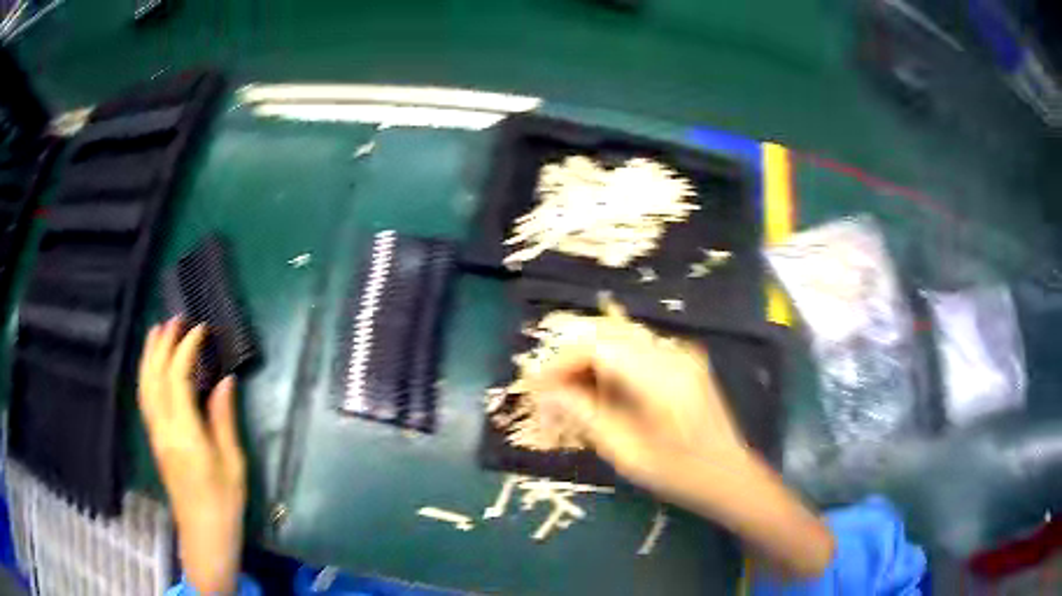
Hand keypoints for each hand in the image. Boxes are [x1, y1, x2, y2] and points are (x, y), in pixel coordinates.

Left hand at [138, 318, 245, 595]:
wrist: (204, 534)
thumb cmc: (224, 502)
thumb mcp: (232, 462)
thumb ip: (223, 419)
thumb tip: (224, 381)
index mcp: (184, 432)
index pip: (177, 377)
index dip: (187, 348)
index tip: (201, 329)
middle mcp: (163, 428)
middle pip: (154, 376)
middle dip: (163, 343)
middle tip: (176, 318)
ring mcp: (155, 434)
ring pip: (145, 385)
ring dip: (149, 354)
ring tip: (158, 331)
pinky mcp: (155, 440)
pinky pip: (145, 398)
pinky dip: (147, 374)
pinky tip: (153, 366)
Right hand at [528, 318, 833, 577]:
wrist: (730, 476)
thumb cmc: (681, 474)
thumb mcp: (627, 452)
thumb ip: (586, 416)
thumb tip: (546, 391)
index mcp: (662, 376)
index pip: (599, 346)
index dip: (561, 361)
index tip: (538, 386)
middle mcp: (673, 353)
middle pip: (608, 334)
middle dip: (572, 358)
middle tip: (550, 390)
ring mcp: (681, 354)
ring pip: (620, 339)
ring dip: (590, 361)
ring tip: (571, 394)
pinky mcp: (683, 361)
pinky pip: (636, 351)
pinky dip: (610, 366)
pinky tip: (602, 393)